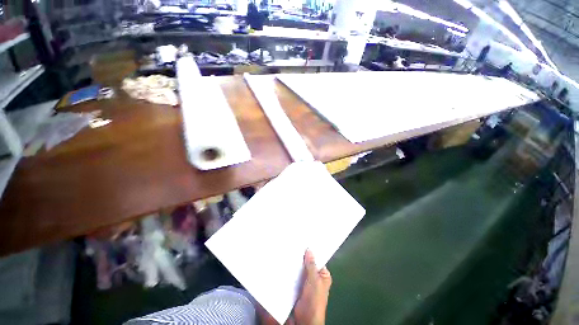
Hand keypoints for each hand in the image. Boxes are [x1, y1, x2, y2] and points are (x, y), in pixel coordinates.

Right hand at [291, 249, 331, 324]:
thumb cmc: (313, 302)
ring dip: (294, 264)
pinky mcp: (297, 286)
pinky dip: (290, 271)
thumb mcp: (314, 281)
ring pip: (300, 269)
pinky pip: (294, 275)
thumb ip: (311, 266)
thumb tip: (310, 250)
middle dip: (301, 258)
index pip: (318, 259)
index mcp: (323, 275)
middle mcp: (315, 278)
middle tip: (293, 246)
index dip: (311, 252)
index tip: (304, 243)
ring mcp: (305, 282)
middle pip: (307, 264)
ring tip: (288, 252)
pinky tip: (285, 264)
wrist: (303, 321)